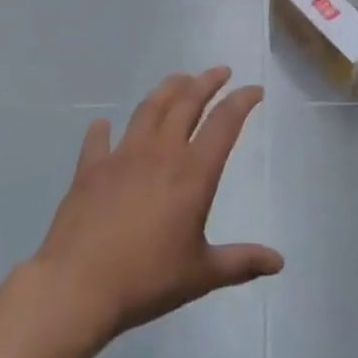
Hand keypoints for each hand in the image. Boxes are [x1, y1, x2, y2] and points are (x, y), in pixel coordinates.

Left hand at [32, 67, 282, 344]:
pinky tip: (103, 124)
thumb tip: (279, 262)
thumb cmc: (147, 279)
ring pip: (150, 108)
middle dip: (207, 82)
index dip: (242, 101)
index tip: (254, 89)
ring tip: (179, 80)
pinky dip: (103, 129)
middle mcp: (161, 152)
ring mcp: (123, 155)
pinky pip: (98, 139)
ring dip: (168, 89)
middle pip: (187, 102)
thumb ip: (241, 262)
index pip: (225, 122)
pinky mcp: (90, 168)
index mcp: (193, 172)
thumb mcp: (201, 274)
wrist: (78, 287)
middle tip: (220, 71)